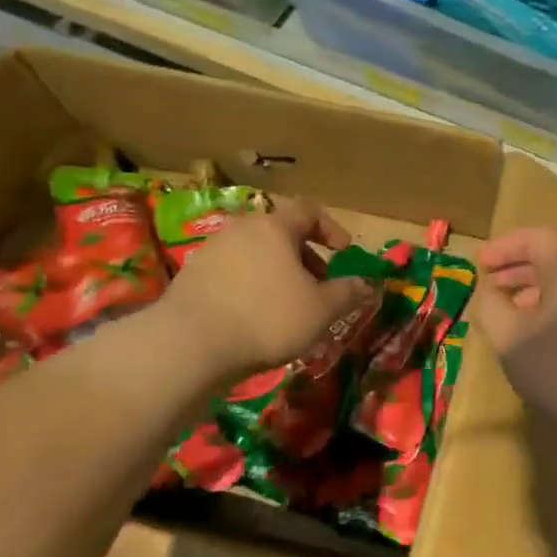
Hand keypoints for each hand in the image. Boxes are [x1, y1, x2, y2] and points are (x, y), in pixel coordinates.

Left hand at [159, 199, 374, 382]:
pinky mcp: (190, 276)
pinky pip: (232, 273)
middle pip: (280, 233)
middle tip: (319, 283)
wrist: (188, 345)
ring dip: (277, 272)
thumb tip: (368, 284)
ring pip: (255, 254)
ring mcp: (211, 251)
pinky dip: (250, 286)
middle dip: (305, 256)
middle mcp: (241, 229)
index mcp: (274, 227)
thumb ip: (347, 293)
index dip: (332, 228)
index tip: (344, 252)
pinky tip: (255, 317)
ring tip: (288, 304)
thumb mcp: (321, 310)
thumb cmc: (266, 318)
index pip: (309, 211)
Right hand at [473, 227, 556, 415]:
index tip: (478, 264)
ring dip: (536, 289)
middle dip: (518, 268)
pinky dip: (555, 306)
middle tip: (490, 284)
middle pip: (554, 255)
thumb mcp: (510, 338)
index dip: (503, 248)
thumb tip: (490, 290)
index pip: (535, 237)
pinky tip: (540, 334)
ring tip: (509, 311)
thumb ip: (491, 306)